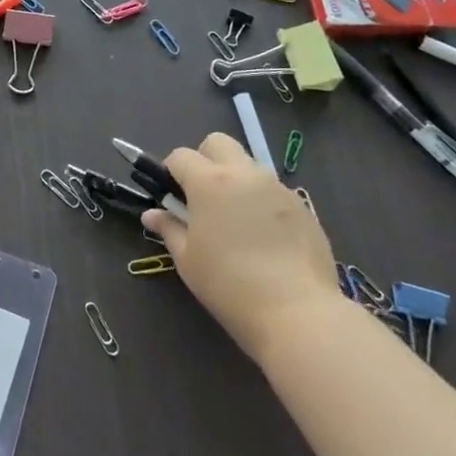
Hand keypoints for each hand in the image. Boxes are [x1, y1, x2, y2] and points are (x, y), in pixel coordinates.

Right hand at [142, 134, 339, 357]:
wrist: (297, 313)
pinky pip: (273, 190)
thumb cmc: (230, 286)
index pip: (181, 156)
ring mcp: (277, 187)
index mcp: (209, 182)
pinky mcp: (303, 206)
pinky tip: (265, 237)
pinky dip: (261, 201)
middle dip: (205, 159)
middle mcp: (244, 174)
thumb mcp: (188, 260)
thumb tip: (151, 214)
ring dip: (235, 179)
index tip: (172, 197)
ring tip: (236, 220)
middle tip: (202, 196)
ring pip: (249, 165)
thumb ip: (169, 229)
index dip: (171, 172)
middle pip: (218, 143)